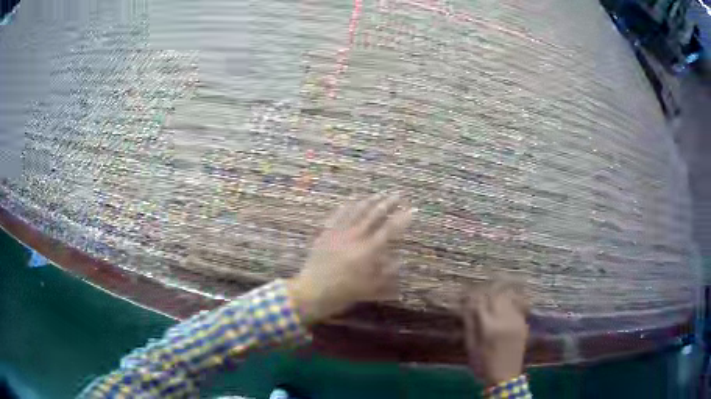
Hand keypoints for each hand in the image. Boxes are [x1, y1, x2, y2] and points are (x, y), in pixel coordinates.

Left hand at [287, 193, 413, 324]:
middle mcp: (355, 236)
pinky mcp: (326, 232)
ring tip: (379, 194)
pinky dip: (346, 206)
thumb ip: (387, 272)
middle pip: (374, 214)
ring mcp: (339, 232)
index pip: (390, 230)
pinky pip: (337, 214)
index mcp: (368, 250)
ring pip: (356, 211)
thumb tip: (400, 260)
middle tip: (397, 195)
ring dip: (369, 201)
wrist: (313, 291)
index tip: (412, 210)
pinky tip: (352, 200)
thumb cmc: (344, 292)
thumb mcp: (370, 287)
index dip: (403, 219)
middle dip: (388, 203)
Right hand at [462, 281, 529, 385]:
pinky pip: (516, 304)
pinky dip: (509, 300)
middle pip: (495, 295)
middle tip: (478, 293)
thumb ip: (469, 324)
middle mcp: (504, 319)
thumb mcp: (471, 346)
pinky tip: (504, 302)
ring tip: (490, 294)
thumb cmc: (483, 364)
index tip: (465, 295)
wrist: (505, 376)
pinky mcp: (523, 323)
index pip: (480, 302)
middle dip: (485, 291)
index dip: (471, 296)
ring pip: (507, 297)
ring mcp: (516, 320)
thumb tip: (466, 306)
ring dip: (498, 293)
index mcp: (488, 327)